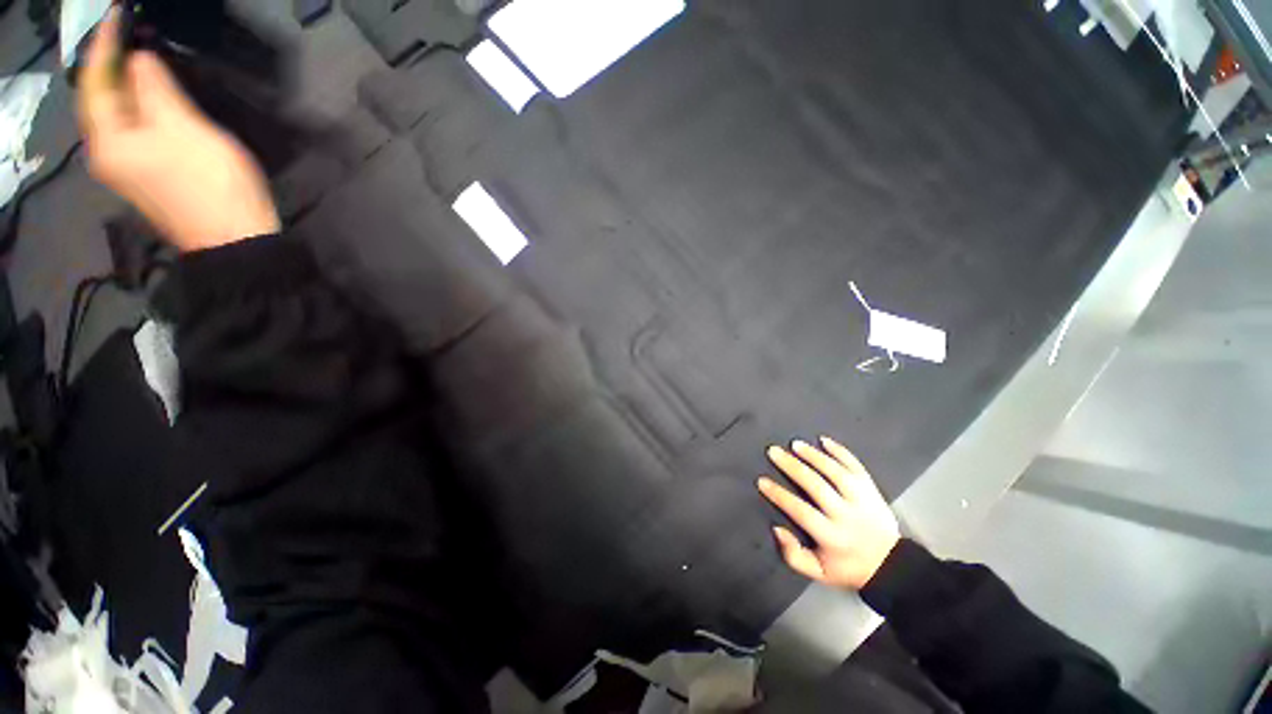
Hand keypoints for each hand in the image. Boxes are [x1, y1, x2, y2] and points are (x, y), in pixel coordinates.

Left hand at [76, 9, 279, 251]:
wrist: (236, 239)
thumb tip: (139, 59)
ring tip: (138, 59)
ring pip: (116, 116)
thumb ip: (155, 89)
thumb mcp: (184, 128)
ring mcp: (127, 168)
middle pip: (100, 101)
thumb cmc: (210, 183)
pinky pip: (132, 131)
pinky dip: (137, 107)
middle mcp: (107, 154)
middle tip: (126, 35)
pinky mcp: (148, 175)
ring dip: (124, 86)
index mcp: (108, 141)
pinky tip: (152, 97)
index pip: (95, 82)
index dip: (105, 46)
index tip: (118, 15)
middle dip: (110, 65)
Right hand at [758, 437, 899, 590]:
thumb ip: (793, 555)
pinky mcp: (872, 490)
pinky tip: (824, 440)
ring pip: (836, 472)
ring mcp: (862, 500)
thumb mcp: (819, 573)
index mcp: (831, 537)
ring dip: (814, 455)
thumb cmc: (848, 567)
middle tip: (774, 452)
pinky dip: (840, 451)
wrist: (892, 567)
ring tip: (795, 444)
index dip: (779, 495)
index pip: (800, 511)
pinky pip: (856, 467)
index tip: (762, 481)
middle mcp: (846, 516)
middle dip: (792, 466)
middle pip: (816, 485)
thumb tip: (777, 528)